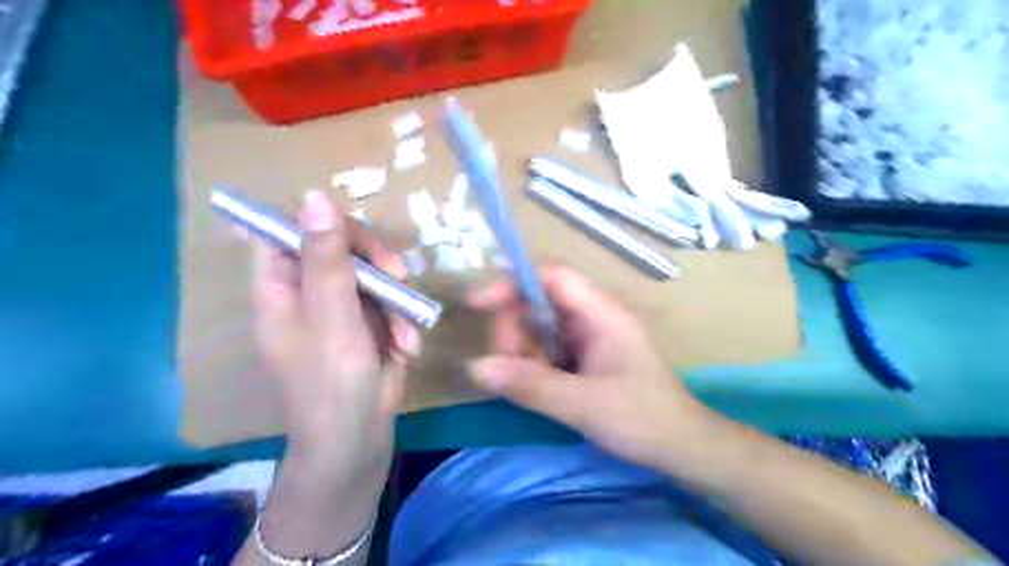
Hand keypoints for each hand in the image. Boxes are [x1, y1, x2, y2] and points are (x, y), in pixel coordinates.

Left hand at [255, 191, 422, 477]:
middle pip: (341, 247)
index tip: (353, 235)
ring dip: (398, 299)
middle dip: (376, 262)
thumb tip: (316, 195)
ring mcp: (343, 309)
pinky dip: (404, 322)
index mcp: (281, 287)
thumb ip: (327, 256)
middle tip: (399, 277)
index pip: (285, 231)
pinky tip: (408, 346)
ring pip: (375, 274)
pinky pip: (391, 303)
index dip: (316, 223)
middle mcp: (310, 292)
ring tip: (406, 333)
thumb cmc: (331, 379)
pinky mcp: (372, 324)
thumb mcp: (331, 314)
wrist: (358, 439)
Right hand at [470, 268, 712, 469]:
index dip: (513, 282)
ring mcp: (589, 338)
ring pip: (539, 329)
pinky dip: (533, 365)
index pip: (553, 278)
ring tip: (523, 384)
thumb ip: (529, 384)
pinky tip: (534, 388)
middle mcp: (593, 319)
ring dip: (522, 353)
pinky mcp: (585, 359)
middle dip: (514, 330)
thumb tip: (475, 368)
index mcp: (601, 314)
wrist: (681, 448)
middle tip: (504, 367)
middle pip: (539, 303)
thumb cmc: (642, 419)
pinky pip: (547, 350)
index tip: (478, 303)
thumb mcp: (583, 403)